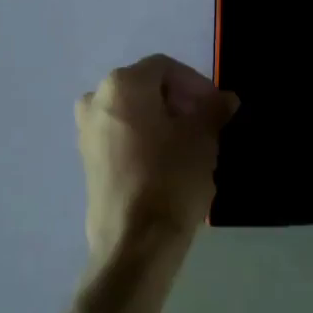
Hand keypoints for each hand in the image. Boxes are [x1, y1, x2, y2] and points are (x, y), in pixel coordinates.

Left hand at [77, 55, 237, 272]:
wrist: (134, 244)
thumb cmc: (170, 178)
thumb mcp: (202, 139)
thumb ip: (214, 110)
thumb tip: (226, 99)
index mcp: (122, 85)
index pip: (166, 68)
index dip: (196, 84)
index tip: (216, 108)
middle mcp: (97, 99)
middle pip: (146, 87)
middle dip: (179, 101)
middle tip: (206, 125)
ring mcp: (86, 131)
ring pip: (133, 112)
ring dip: (162, 120)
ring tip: (190, 145)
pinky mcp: (86, 160)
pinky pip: (120, 135)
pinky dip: (144, 138)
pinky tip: (166, 163)